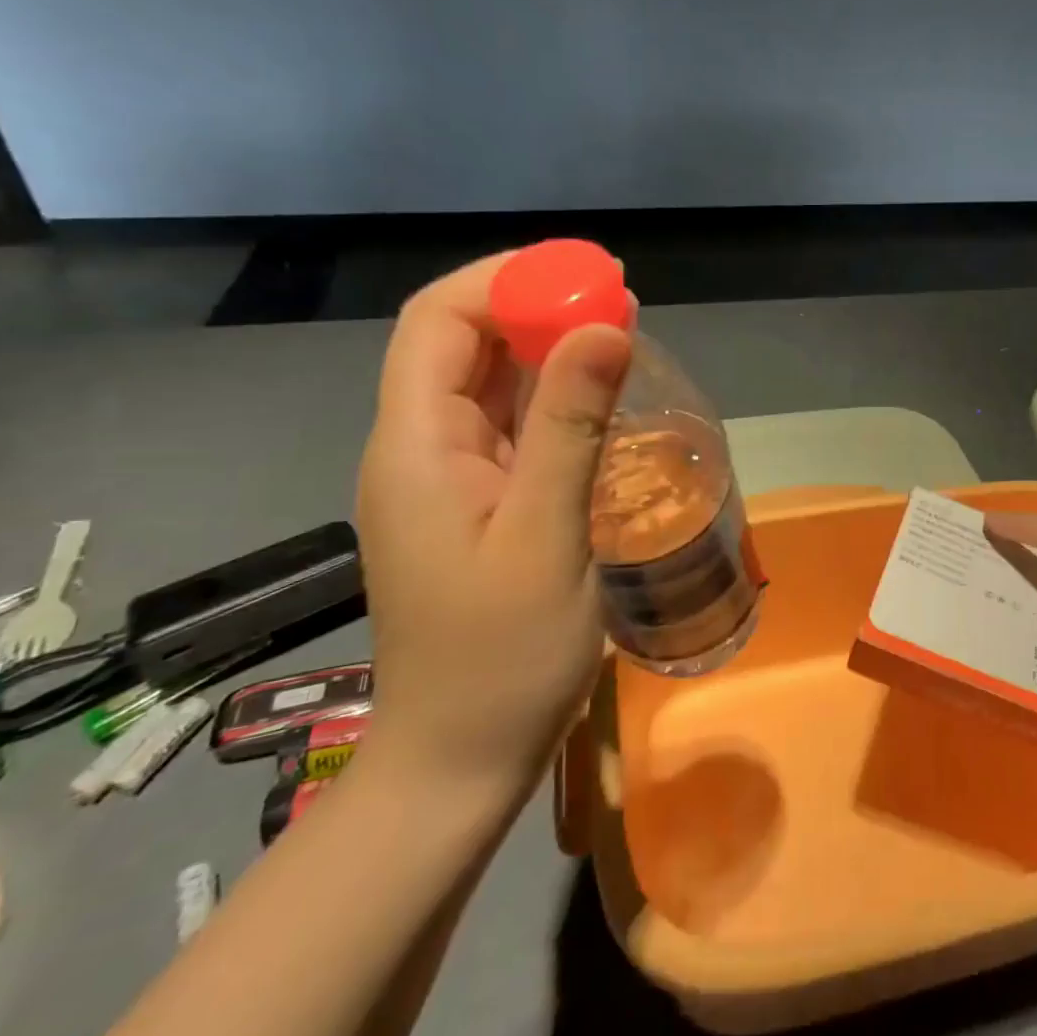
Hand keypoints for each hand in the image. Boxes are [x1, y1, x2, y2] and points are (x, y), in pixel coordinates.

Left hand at [354, 253, 632, 797]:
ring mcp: (449, 477)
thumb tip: (606, 325)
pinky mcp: (479, 502)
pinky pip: (511, 424)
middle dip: (535, 305)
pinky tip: (602, 394)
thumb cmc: (501, 657)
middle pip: (462, 343)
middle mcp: (421, 448)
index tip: (588, 276)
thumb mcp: (545, 534)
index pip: (437, 322)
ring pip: (490, 382)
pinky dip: (555, 394)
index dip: (506, 282)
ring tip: (621, 330)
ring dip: (549, 347)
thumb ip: (570, 425)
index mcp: (416, 446)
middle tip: (620, 298)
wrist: (462, 760)